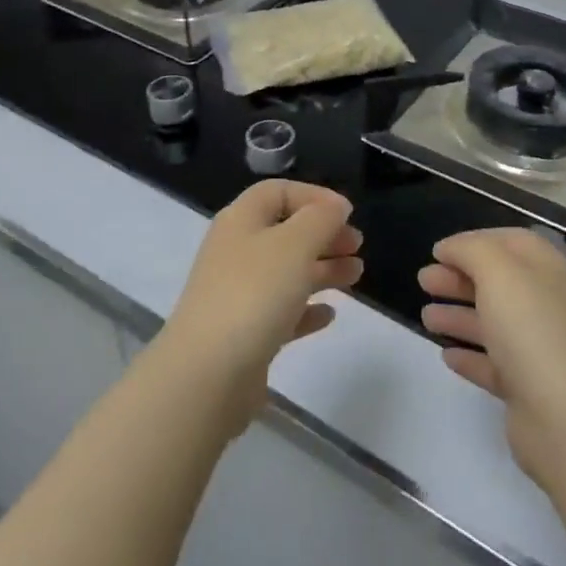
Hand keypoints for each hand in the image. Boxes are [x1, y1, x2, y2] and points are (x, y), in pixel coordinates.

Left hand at [158, 180, 361, 432]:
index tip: (347, 212)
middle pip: (284, 232)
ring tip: (356, 275)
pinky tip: (328, 315)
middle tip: (357, 246)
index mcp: (241, 221)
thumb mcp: (295, 244)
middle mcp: (236, 252)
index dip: (313, 196)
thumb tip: (336, 205)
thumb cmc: (254, 293)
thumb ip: (321, 219)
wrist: (208, 373)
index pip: (277, 192)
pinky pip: (281, 312)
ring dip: (322, 270)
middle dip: (323, 235)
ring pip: (286, 272)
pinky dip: (306, 309)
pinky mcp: (245, 334)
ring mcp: (238, 294)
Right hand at [419, 228, 565, 489]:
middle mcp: (546, 305)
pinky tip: (446, 355)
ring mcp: (538, 348)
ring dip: (458, 315)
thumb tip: (450, 248)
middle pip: (498, 282)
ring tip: (425, 317)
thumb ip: (470, 250)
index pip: (511, 242)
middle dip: (459, 277)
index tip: (438, 250)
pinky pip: (493, 364)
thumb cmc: (531, 329)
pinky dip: (470, 356)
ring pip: (492, 323)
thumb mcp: (498, 271)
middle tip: (423, 280)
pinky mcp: (527, 388)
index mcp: (547, 271)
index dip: (474, 240)